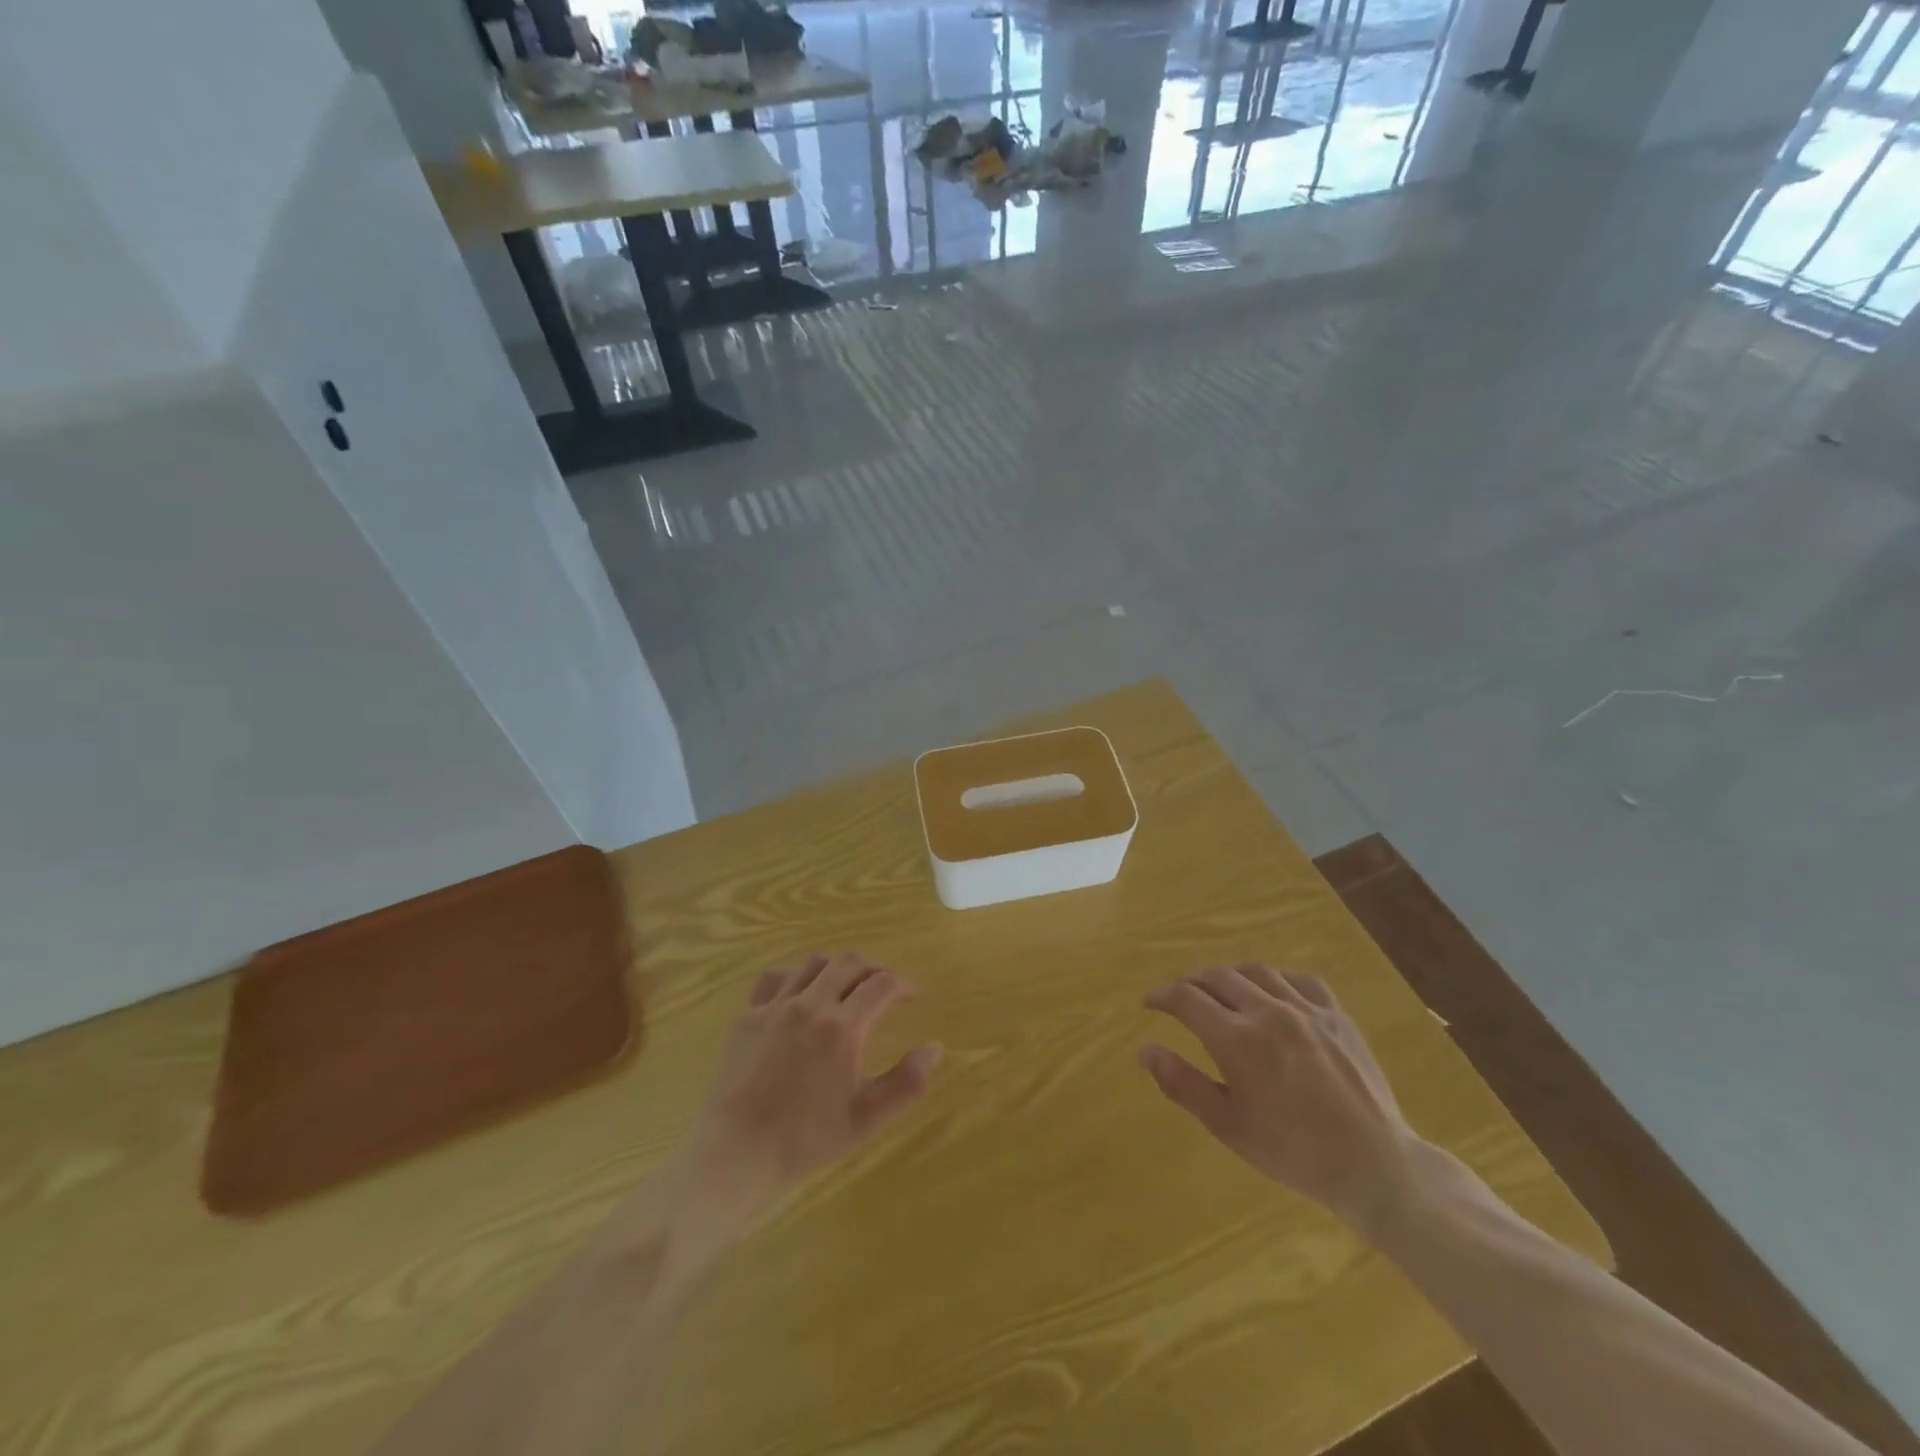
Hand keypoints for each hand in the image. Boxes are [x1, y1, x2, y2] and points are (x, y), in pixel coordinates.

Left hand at [671, 953, 941, 1242]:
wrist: (735, 1153)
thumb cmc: (805, 1139)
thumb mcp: (866, 1118)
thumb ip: (906, 1083)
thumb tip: (935, 1048)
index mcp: (843, 1027)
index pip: (882, 984)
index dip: (903, 984)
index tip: (913, 994)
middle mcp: (811, 1004)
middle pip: (850, 963)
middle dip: (874, 968)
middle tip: (885, 985)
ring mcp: (776, 1006)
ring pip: (814, 964)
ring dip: (838, 968)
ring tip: (846, 986)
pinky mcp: (748, 1015)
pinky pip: (775, 978)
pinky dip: (795, 976)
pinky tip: (799, 993)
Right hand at [1140, 963, 1421, 1233]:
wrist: (1375, 1166)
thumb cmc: (1293, 1152)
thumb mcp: (1228, 1126)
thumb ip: (1183, 1084)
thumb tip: (1145, 1051)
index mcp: (1237, 1039)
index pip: (1186, 998)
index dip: (1162, 996)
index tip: (1149, 1004)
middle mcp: (1268, 1011)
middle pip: (1217, 976)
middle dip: (1191, 983)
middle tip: (1180, 999)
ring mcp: (1306, 1009)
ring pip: (1255, 971)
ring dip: (1229, 975)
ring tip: (1219, 990)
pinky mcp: (1336, 1015)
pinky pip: (1299, 979)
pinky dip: (1275, 978)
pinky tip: (1271, 992)